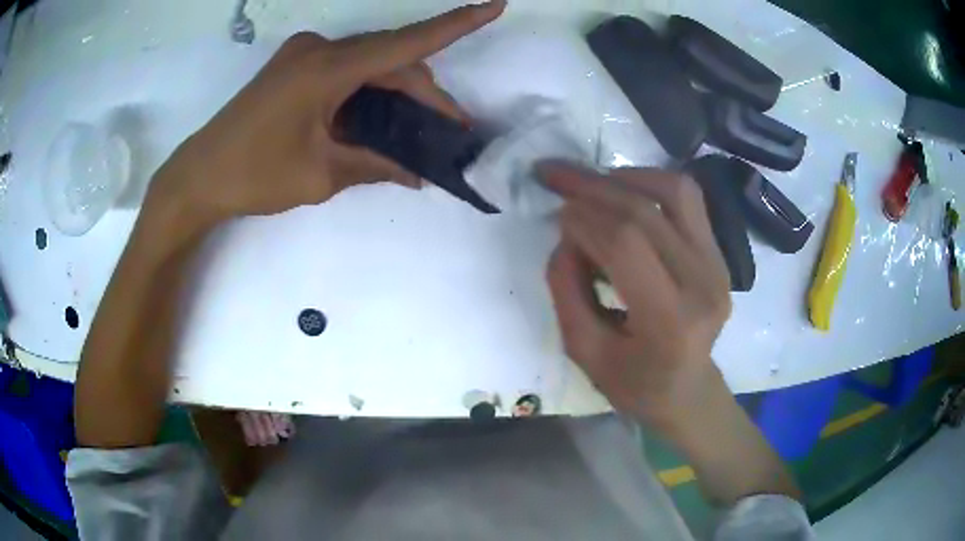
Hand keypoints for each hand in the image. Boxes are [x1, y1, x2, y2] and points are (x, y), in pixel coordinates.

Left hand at [148, 0, 505, 229]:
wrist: (198, 177)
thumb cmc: (253, 176)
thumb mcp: (320, 174)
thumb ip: (374, 164)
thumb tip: (418, 174)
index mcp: (326, 69)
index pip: (406, 43)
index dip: (456, 25)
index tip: (496, 5)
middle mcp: (319, 50)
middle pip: (390, 60)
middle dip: (424, 94)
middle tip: (450, 131)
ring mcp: (304, 55)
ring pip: (370, 65)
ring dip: (397, 94)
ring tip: (421, 131)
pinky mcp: (294, 67)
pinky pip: (347, 71)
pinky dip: (369, 93)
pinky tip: (381, 120)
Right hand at [539, 162, 731, 431]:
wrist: (688, 390)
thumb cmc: (634, 384)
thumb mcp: (584, 351)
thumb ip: (567, 289)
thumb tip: (567, 232)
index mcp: (670, 321)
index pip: (625, 244)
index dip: (583, 219)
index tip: (554, 213)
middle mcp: (703, 284)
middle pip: (645, 212)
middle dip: (591, 187)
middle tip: (553, 174)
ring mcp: (717, 264)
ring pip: (674, 191)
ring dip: (625, 177)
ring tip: (590, 181)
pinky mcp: (719, 253)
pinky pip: (687, 199)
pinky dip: (650, 183)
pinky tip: (622, 189)